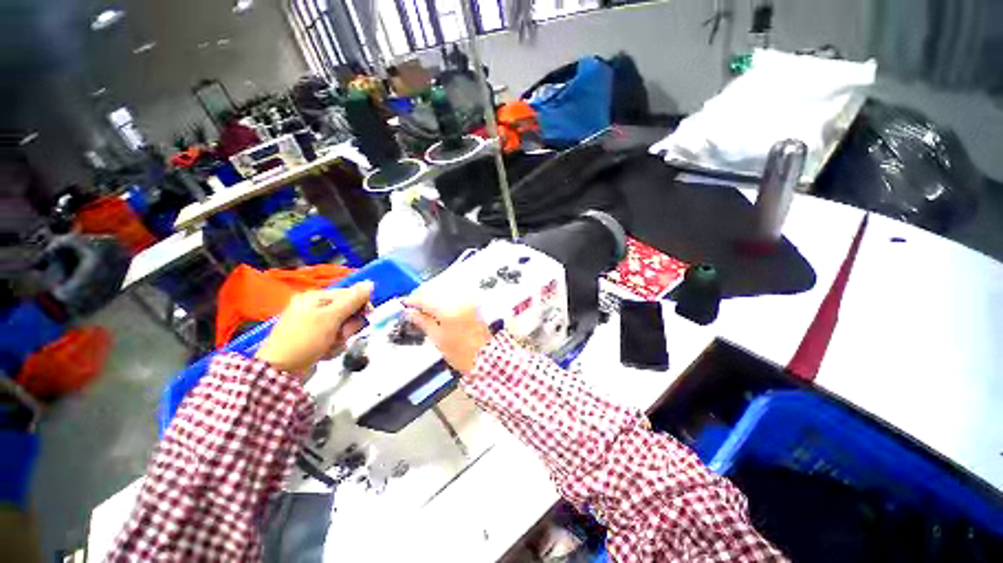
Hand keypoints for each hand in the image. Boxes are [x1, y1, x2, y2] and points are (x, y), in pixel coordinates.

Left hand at [256, 282, 373, 377]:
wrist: (279, 372)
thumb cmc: (305, 339)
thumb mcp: (331, 317)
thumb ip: (352, 300)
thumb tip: (370, 283)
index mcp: (315, 297)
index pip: (349, 295)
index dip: (361, 306)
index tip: (367, 317)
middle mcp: (314, 308)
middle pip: (347, 312)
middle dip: (348, 326)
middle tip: (341, 334)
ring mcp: (314, 325)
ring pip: (343, 328)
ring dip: (341, 339)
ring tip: (330, 346)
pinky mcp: (314, 340)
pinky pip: (334, 339)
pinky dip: (333, 347)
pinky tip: (325, 353)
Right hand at [403, 296, 492, 376]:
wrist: (486, 358)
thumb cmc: (461, 353)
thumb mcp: (438, 338)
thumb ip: (423, 322)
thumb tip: (410, 313)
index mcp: (448, 308)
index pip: (424, 297)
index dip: (412, 301)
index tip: (405, 306)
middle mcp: (459, 299)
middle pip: (435, 291)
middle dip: (423, 298)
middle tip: (414, 310)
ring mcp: (469, 301)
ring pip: (445, 292)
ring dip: (434, 298)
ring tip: (427, 312)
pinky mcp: (474, 304)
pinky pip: (456, 297)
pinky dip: (446, 301)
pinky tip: (441, 311)